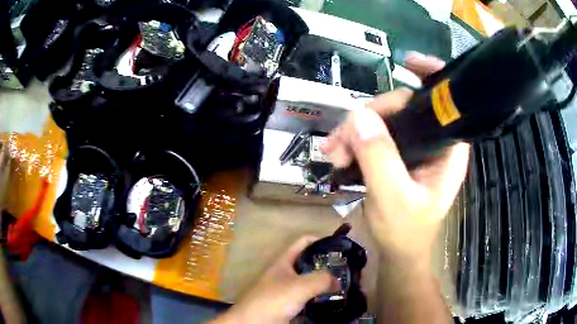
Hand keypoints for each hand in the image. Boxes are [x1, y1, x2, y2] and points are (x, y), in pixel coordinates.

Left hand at [212, 236, 338, 323]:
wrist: (253, 323)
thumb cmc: (273, 300)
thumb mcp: (299, 286)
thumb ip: (321, 279)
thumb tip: (338, 280)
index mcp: (284, 262)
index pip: (304, 242)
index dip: (321, 240)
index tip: (341, 247)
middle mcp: (286, 274)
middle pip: (309, 264)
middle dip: (328, 266)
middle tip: (348, 271)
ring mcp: (287, 291)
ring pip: (311, 284)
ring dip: (326, 285)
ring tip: (345, 287)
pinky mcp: (290, 307)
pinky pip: (309, 300)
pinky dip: (321, 300)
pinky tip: (333, 303)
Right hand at [322, 52, 469, 267]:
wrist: (397, 253)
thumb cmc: (405, 232)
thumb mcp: (392, 198)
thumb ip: (379, 158)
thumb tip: (359, 116)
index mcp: (448, 149)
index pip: (446, 102)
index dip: (431, 76)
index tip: (406, 63)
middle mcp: (434, 141)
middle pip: (405, 106)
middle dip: (371, 114)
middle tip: (342, 137)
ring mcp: (414, 146)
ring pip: (384, 118)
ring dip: (355, 129)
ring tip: (332, 152)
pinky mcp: (396, 153)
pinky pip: (374, 134)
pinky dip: (353, 140)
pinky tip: (336, 152)